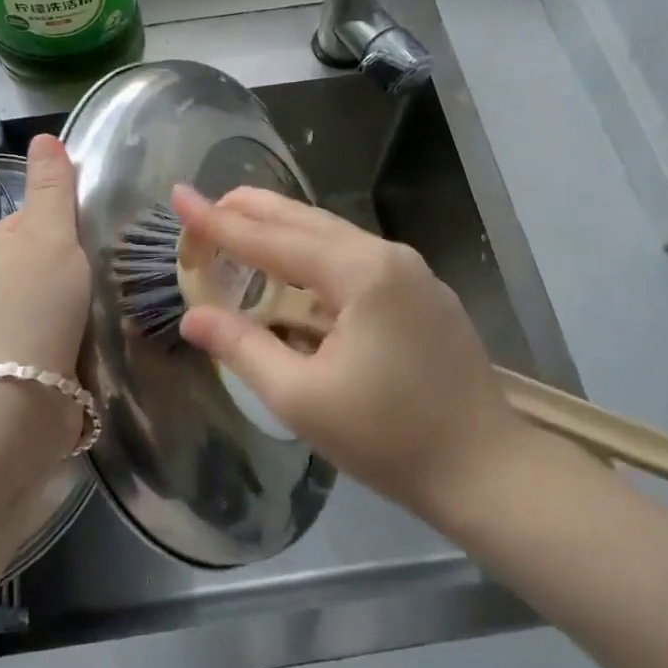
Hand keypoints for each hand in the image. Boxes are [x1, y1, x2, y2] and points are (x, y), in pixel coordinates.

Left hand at [0, 133, 90, 386]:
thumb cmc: (35, 303)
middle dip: (72, 265)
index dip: (68, 225)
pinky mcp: (10, 357)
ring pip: (46, 294)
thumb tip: (44, 135)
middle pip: (41, 256)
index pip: (35, 216)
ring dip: (72, 299)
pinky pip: (47, 327)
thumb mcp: (49, 233)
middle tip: (100, 277)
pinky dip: (67, 329)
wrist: (17, 400)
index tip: (93, 242)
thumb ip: (52, 186)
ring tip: (97, 311)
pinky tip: (83, 339)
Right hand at [173, 185, 527, 519]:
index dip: (219, 222)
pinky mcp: (421, 291)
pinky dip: (312, 254)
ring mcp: (411, 270)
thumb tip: (192, 317)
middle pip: (304, 220)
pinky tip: (293, 269)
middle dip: (250, 211)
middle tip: (205, 206)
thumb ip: (243, 347)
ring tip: (238, 227)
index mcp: (360, 273)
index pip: (272, 239)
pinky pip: (353, 257)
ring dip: (282, 230)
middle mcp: (387, 255)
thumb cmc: (389, 439)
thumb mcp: (302, 398)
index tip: (179, 195)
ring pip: (331, 235)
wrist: (487, 471)